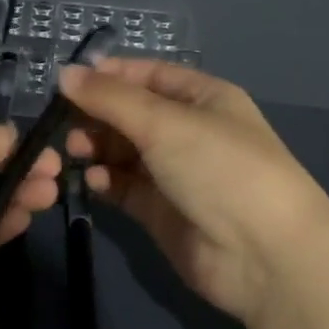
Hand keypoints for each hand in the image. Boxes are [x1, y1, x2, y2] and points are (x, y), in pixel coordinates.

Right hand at [58, 58, 328, 326]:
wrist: (264, 255)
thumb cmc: (219, 167)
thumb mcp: (163, 122)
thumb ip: (109, 98)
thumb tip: (63, 73)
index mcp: (203, 99)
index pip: (148, 75)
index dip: (109, 75)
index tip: (68, 81)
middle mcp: (190, 132)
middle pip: (132, 114)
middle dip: (97, 115)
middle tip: (65, 123)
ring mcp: (176, 174)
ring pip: (125, 152)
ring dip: (98, 148)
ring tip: (76, 152)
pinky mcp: (162, 212)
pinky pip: (125, 187)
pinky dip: (107, 181)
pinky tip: (96, 181)